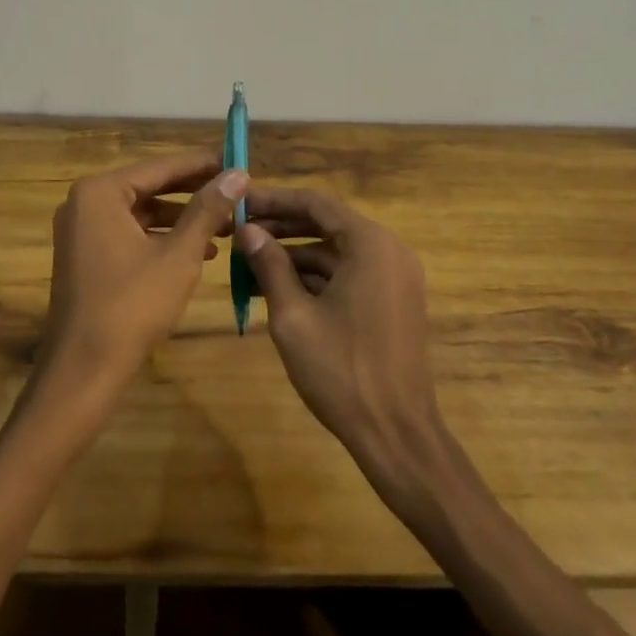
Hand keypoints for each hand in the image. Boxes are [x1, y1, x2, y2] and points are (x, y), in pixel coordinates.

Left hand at [39, 153, 245, 396]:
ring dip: (182, 219)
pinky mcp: (86, 256)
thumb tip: (237, 174)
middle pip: (150, 187)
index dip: (201, 165)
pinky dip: (162, 238)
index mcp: (100, 192)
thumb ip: (207, 210)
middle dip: (194, 193)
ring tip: (225, 227)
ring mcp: (81, 231)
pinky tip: (199, 252)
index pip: (160, 167)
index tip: (236, 160)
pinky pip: (129, 234)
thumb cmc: (132, 305)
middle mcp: (85, 202)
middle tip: (236, 192)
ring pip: (142, 213)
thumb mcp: (179, 255)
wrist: (84, 368)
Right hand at [238, 190, 447, 496]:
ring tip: (249, 265)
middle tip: (239, 233)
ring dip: (294, 256)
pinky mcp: (392, 302)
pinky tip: (277, 290)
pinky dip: (315, 278)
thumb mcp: (294, 316)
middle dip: (281, 228)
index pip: (316, 204)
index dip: (274, 201)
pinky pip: (349, 275)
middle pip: (327, 225)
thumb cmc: (341, 371)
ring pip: (335, 253)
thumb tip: (247, 230)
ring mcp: (394, 278)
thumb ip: (270, 265)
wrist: (396, 434)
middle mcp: (389, 251)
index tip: (240, 202)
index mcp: (371, 244)